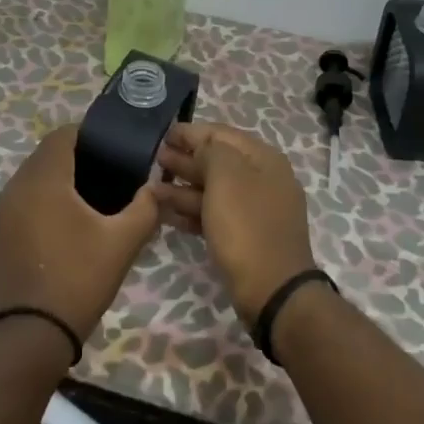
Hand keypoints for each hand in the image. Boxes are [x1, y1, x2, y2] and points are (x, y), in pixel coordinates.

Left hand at [0, 125, 162, 344]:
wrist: (28, 337)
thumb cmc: (78, 280)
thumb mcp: (122, 243)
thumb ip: (144, 208)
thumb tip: (155, 190)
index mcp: (43, 180)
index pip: (62, 135)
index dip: (88, 135)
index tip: (112, 151)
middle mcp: (13, 188)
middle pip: (44, 157)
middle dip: (74, 160)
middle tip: (106, 179)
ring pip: (29, 182)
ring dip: (55, 184)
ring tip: (86, 206)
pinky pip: (18, 206)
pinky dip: (38, 206)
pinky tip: (60, 232)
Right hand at [154, 121, 314, 323]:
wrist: (272, 290)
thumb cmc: (246, 226)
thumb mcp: (226, 177)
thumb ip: (209, 153)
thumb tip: (199, 150)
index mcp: (263, 159)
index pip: (221, 134)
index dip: (190, 132)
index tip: (162, 134)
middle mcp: (263, 180)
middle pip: (218, 161)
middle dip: (185, 159)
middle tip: (154, 159)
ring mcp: (255, 211)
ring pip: (214, 190)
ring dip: (183, 187)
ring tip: (151, 187)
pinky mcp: (246, 237)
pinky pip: (215, 215)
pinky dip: (191, 211)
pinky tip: (166, 213)